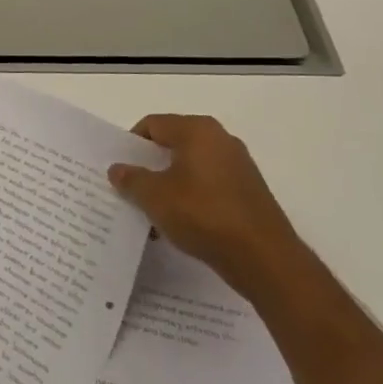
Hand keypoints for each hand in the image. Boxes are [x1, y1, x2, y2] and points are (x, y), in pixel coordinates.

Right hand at [108, 114, 302, 301]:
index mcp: (197, 130)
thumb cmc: (204, 215)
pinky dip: (191, 198)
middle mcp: (220, 139)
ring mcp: (238, 166)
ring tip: (153, 213)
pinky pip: (209, 186)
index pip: (153, 124)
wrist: (264, 258)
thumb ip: (131, 179)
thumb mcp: (155, 197)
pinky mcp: (248, 191)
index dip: (131, 145)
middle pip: (173, 145)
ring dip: (169, 186)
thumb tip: (118, 169)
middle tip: (131, 189)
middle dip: (149, 167)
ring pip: (190, 168)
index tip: (120, 169)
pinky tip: (180, 224)